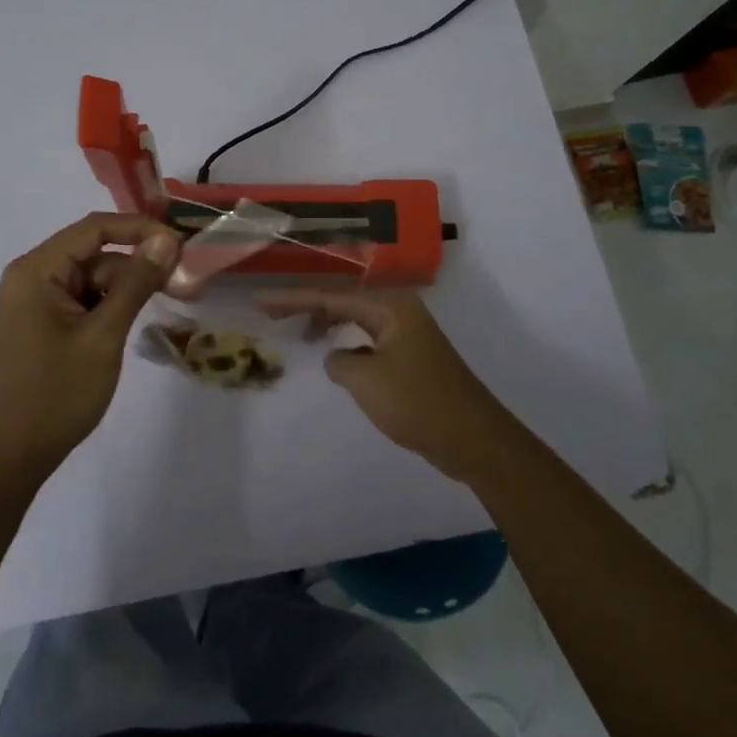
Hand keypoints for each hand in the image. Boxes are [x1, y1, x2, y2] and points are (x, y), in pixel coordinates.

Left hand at [0, 213, 180, 483]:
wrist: (10, 456)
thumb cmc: (56, 394)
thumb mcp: (103, 335)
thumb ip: (135, 283)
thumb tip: (166, 240)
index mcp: (37, 270)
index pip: (94, 228)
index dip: (140, 230)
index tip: (181, 245)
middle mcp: (31, 276)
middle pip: (94, 254)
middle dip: (137, 266)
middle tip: (182, 286)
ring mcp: (34, 301)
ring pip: (92, 278)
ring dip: (126, 289)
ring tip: (165, 306)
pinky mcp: (41, 323)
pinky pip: (82, 300)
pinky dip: (109, 307)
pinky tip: (131, 325)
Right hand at [258, 290, 519, 483]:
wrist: (474, 439)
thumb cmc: (418, 403)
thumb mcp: (366, 381)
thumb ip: (339, 361)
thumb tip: (337, 357)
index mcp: (390, 308)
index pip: (331, 297)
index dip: (293, 299)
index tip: (261, 302)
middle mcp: (401, 312)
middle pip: (344, 302)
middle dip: (308, 307)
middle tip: (273, 314)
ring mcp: (410, 334)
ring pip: (358, 320)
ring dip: (329, 324)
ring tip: (301, 334)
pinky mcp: (414, 357)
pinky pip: (371, 339)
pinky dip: (349, 343)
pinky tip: (338, 359)